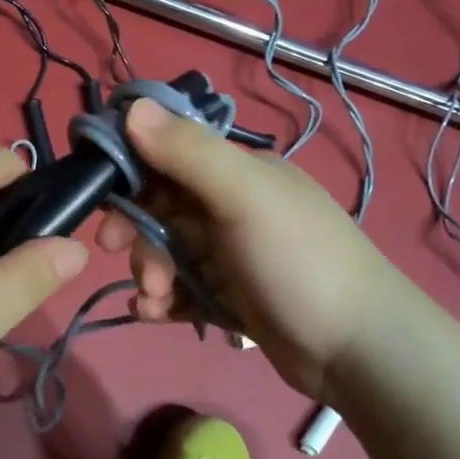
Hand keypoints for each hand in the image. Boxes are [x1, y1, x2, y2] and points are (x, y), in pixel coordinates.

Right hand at [94, 99, 402, 398]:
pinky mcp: (232, 297)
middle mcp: (233, 207)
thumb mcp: (244, 197)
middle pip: (162, 208)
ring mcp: (233, 255)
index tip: (101, 201)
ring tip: (154, 298)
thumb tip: (132, 107)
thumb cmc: (298, 262)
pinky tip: (152, 315)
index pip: (169, 157)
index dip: (130, 173)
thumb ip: (188, 152)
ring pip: (168, 252)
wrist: (359, 351)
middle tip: (118, 254)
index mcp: (239, 173)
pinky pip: (183, 290)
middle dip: (137, 231)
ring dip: (148, 271)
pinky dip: (163, 301)